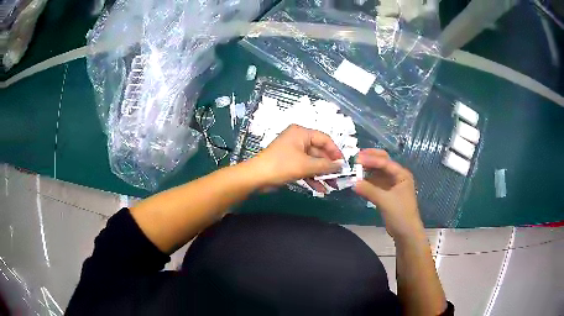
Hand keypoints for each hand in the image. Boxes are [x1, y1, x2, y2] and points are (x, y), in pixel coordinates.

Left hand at [250, 125, 342, 191]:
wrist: (257, 177)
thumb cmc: (282, 165)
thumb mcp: (306, 165)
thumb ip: (325, 165)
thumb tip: (341, 165)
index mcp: (301, 133)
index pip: (324, 139)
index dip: (335, 151)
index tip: (343, 164)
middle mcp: (298, 140)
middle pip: (319, 152)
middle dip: (328, 166)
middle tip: (339, 178)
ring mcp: (293, 152)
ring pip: (312, 162)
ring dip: (322, 174)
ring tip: (332, 186)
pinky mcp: (289, 163)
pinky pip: (305, 168)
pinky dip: (312, 177)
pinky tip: (320, 189)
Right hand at [353, 149, 423, 239]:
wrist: (406, 233)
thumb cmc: (400, 214)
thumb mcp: (385, 201)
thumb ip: (369, 190)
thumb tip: (353, 182)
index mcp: (401, 175)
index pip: (385, 162)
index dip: (371, 160)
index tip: (356, 159)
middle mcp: (397, 177)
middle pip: (382, 163)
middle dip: (370, 159)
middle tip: (355, 158)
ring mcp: (391, 185)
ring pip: (378, 173)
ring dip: (367, 170)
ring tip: (354, 168)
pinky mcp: (386, 194)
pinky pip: (375, 183)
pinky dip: (367, 181)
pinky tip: (357, 181)